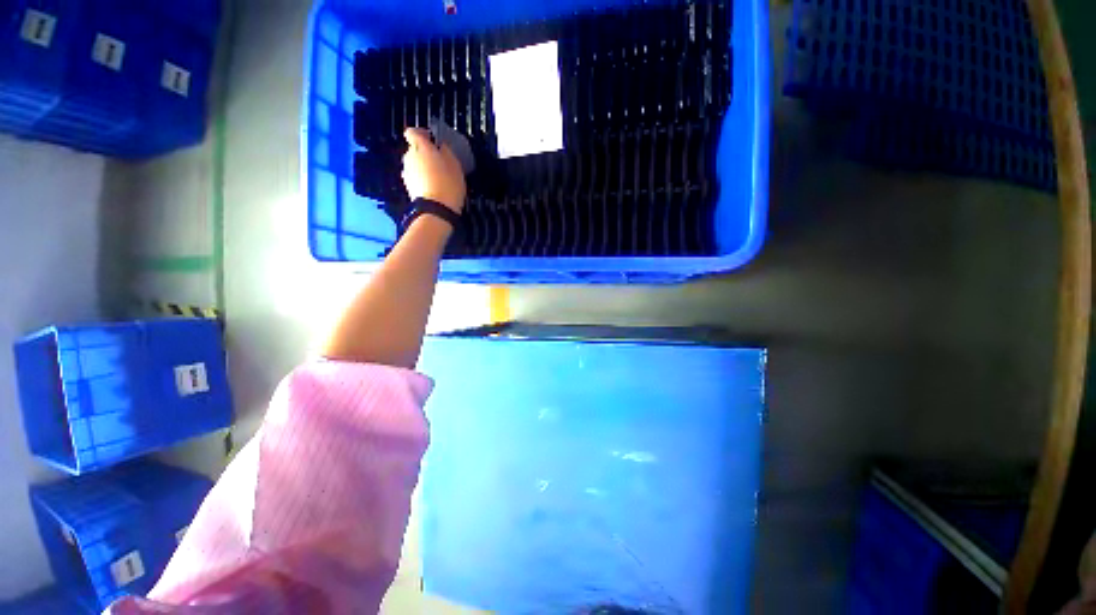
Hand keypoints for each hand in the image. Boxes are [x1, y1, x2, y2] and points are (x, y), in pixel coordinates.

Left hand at [401, 127, 466, 213]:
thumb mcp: (454, 164)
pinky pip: (415, 178)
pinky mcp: (408, 187)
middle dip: (424, 153)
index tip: (432, 140)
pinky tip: (434, 188)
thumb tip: (441, 146)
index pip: (413, 132)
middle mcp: (409, 157)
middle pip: (414, 150)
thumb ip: (446, 151)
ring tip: (438, 178)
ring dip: (423, 168)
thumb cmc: (448, 183)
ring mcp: (406, 173)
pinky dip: (422, 180)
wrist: (436, 210)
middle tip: (440, 162)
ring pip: (414, 165)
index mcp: (420, 147)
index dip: (422, 134)